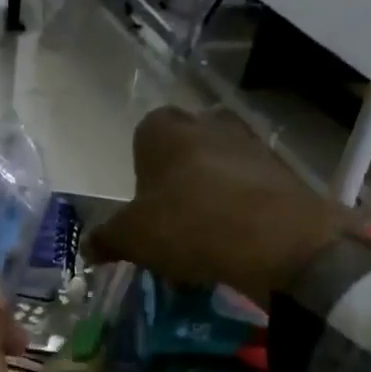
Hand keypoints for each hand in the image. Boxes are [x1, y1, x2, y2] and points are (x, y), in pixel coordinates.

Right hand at [85, 107, 355, 303]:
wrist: (277, 240)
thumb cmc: (188, 225)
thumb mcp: (132, 239)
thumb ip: (106, 239)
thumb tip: (88, 247)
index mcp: (164, 130)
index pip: (145, 133)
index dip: (141, 166)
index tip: (142, 201)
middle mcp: (208, 124)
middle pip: (185, 145)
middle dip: (177, 175)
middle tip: (169, 216)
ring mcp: (250, 144)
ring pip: (220, 164)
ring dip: (211, 191)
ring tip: (203, 234)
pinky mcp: (283, 172)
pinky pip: (250, 187)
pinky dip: (240, 207)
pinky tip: (234, 240)